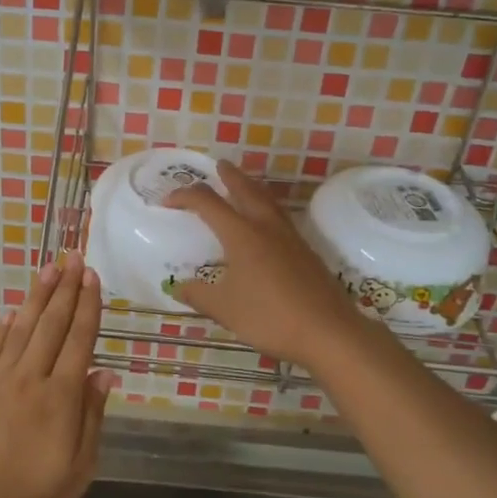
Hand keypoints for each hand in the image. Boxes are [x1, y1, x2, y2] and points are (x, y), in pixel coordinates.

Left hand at [0, 253, 113, 497]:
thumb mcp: (79, 470)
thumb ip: (91, 418)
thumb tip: (104, 373)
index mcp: (60, 398)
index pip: (79, 340)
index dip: (87, 306)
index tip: (92, 277)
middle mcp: (29, 379)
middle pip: (51, 325)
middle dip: (64, 289)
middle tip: (72, 258)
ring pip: (21, 329)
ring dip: (36, 297)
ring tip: (48, 270)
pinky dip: (4, 328)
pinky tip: (11, 313)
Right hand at [167, 161, 372, 371]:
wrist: (328, 331)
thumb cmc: (269, 317)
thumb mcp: (224, 309)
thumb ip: (199, 295)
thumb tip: (178, 287)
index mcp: (241, 234)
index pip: (208, 203)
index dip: (185, 196)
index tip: (168, 201)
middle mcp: (266, 227)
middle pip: (246, 190)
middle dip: (230, 176)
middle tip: (219, 166)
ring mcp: (290, 238)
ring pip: (268, 201)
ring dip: (253, 188)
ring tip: (244, 186)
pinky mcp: (306, 252)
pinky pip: (281, 218)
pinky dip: (267, 209)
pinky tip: (267, 225)